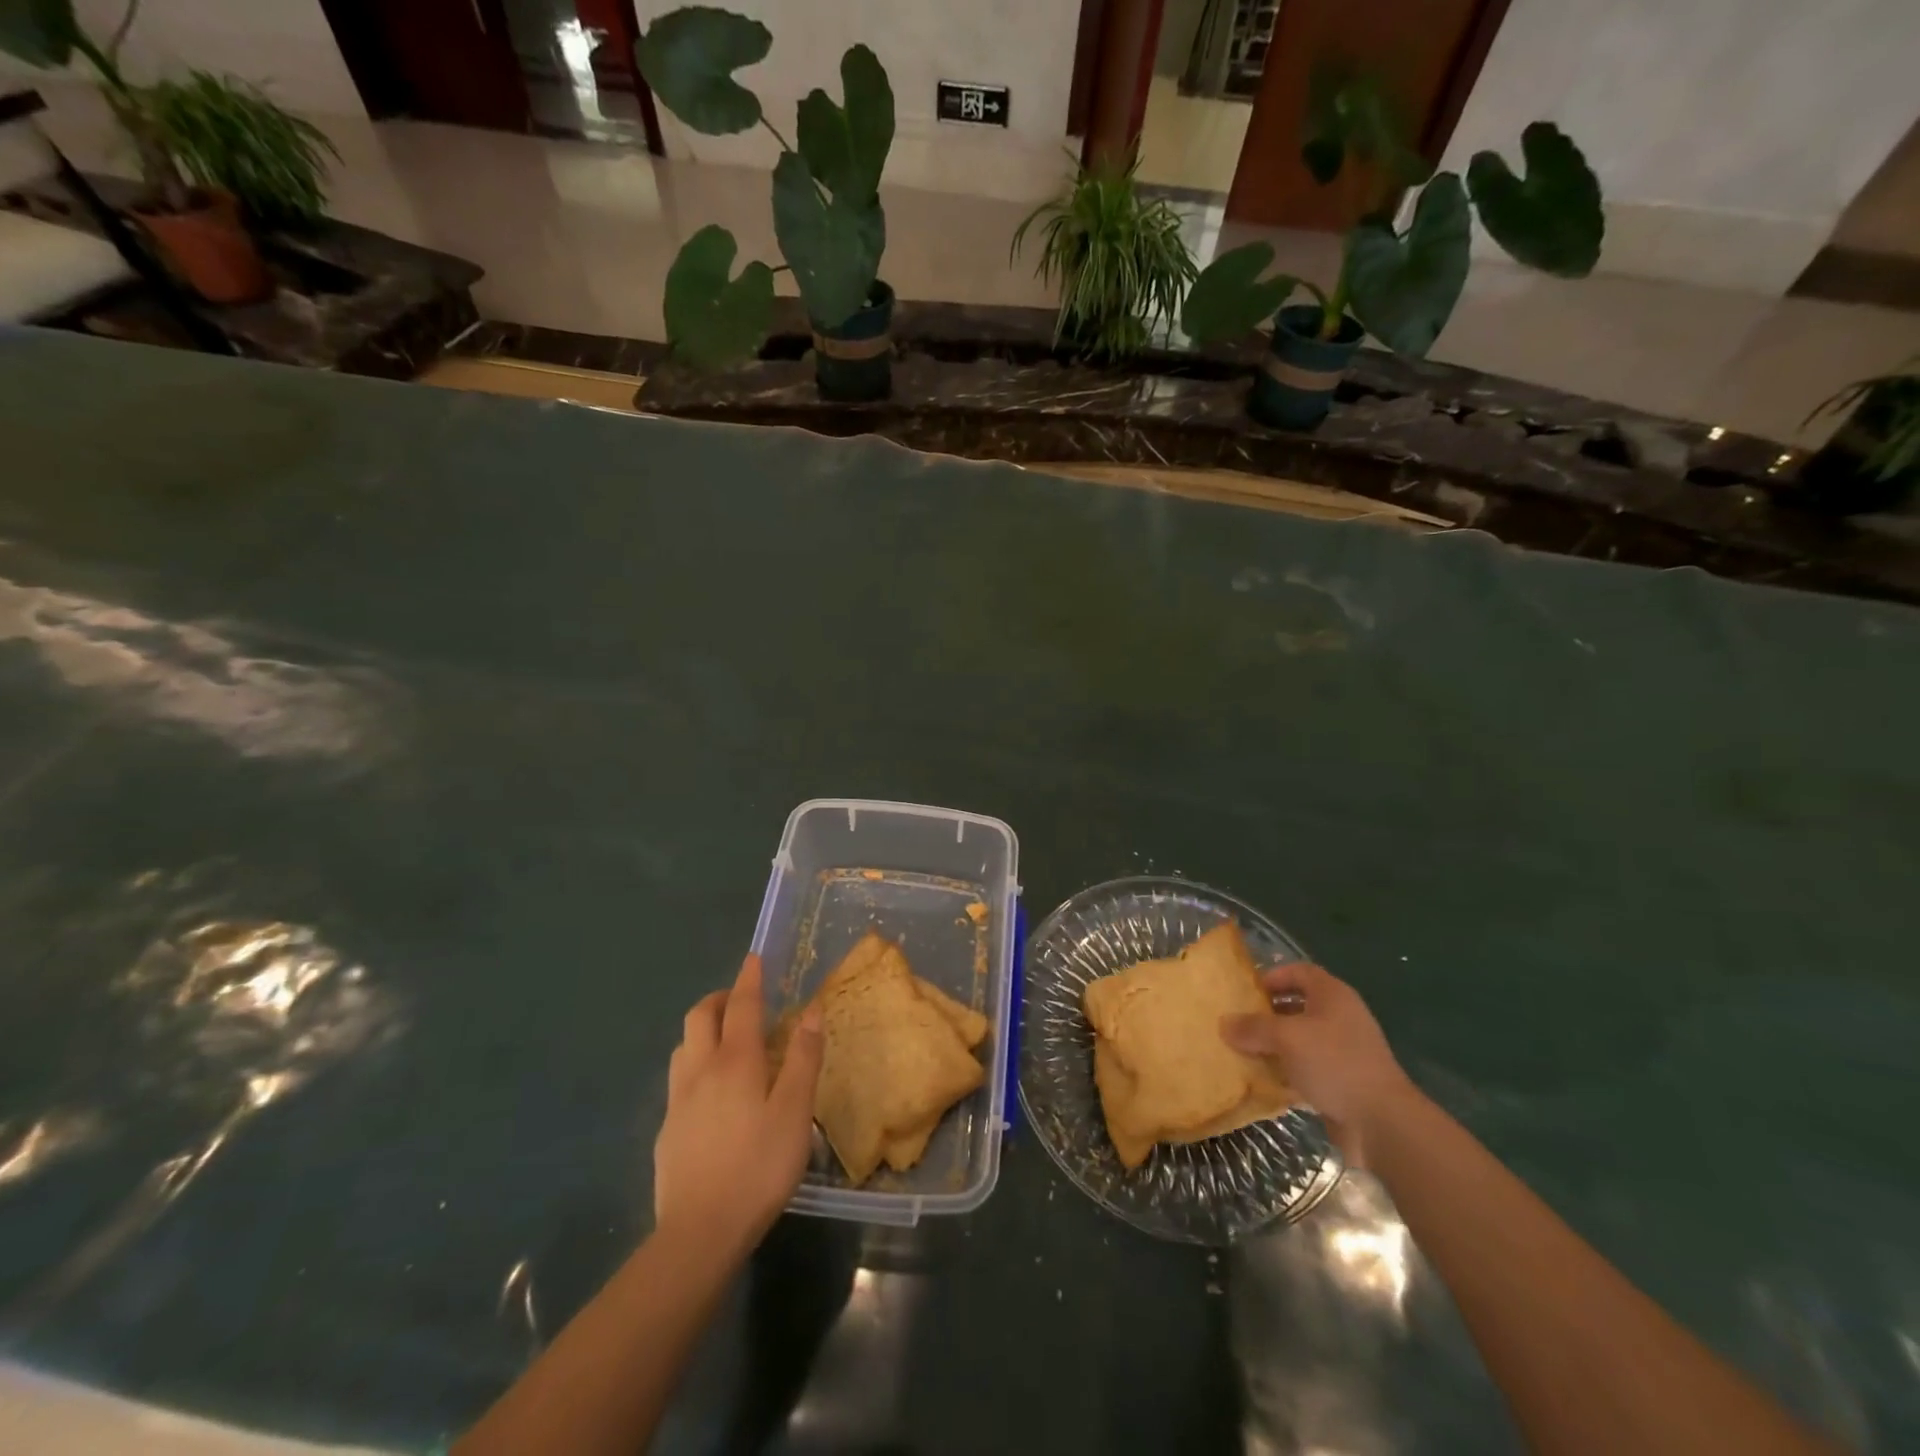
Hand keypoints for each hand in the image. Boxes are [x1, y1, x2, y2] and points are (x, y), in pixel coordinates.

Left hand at [654, 954, 823, 1260]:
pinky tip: (710, 1094)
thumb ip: (804, 1058)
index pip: (741, 1005)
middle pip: (699, 1017)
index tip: (754, 959)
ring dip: (702, 1030)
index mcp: (735, 1061)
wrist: (699, 1233)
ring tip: (725, 1041)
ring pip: (683, 1047)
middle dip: (719, 998)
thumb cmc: (758, 1166)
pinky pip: (678, 1081)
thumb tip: (811, 1011)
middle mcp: (700, 1071)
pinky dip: (695, 1066)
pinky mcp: (667, 1131)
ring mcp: (677, 1101)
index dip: (749, 979)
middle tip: (741, 1000)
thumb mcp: (795, 1112)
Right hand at [1220, 961, 1418, 1165]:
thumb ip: (1253, 1027)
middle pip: (1298, 1004)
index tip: (1246, 991)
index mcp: (1332, 995)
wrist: (1382, 1121)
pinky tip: (1265, 1080)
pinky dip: (1287, 1070)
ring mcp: (1344, 1050)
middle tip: (1239, 1022)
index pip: (1299, 972)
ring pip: (1301, 1038)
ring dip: (1275, 1044)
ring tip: (1245, 1050)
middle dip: (1268, 1012)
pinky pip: (1308, 1066)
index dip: (1272, 976)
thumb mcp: (1286, 1038)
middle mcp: (1340, 1017)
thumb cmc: (1334, 1063)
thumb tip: (1224, 1023)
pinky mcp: (1343, 1080)